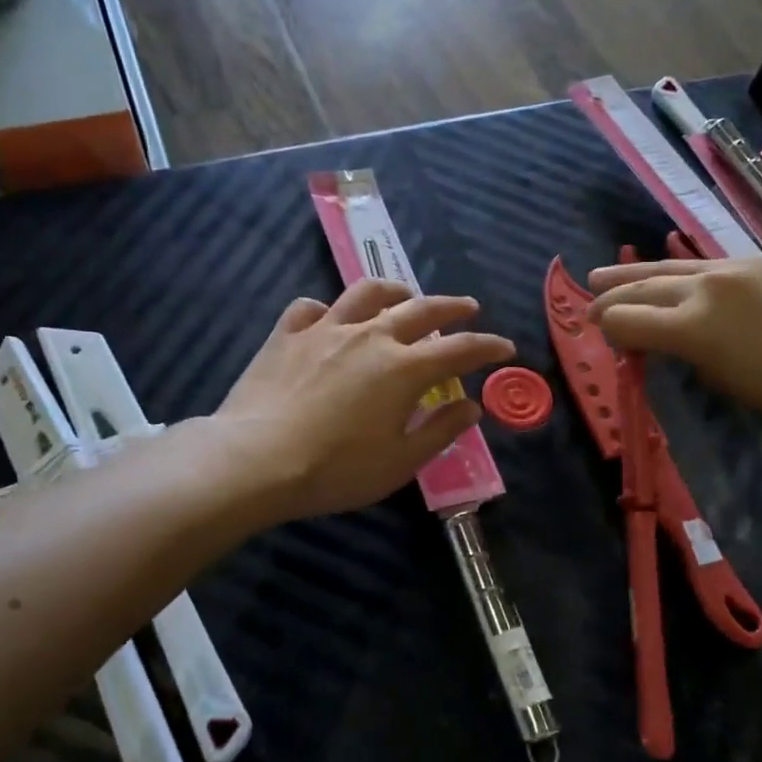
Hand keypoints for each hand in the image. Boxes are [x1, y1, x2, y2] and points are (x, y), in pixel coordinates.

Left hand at [216, 279, 514, 521]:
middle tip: (468, 309)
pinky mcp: (287, 335)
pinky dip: (328, 310)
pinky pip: (311, 308)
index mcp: (405, 368)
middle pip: (421, 309)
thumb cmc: (336, 469)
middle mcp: (371, 336)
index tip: (505, 347)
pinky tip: (329, 320)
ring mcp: (326, 330)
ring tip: (405, 296)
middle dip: (452, 307)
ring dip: (395, 291)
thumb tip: (472, 406)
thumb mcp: (400, 462)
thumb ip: (441, 430)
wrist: (255, 461)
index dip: (488, 347)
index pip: (460, 350)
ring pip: (367, 294)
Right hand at [587, 258, 761, 430]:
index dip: (608, 329)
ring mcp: (734, 268)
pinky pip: (703, 262)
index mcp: (692, 325)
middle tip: (588, 302)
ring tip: (603, 276)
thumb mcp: (726, 381)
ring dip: (633, 274)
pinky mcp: (760, 263)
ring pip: (669, 267)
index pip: (629, 320)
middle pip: (643, 287)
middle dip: (610, 296)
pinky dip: (674, 271)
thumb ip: (689, 355)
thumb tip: (671, 341)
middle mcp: (705, 286)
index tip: (601, 337)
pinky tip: (667, 273)